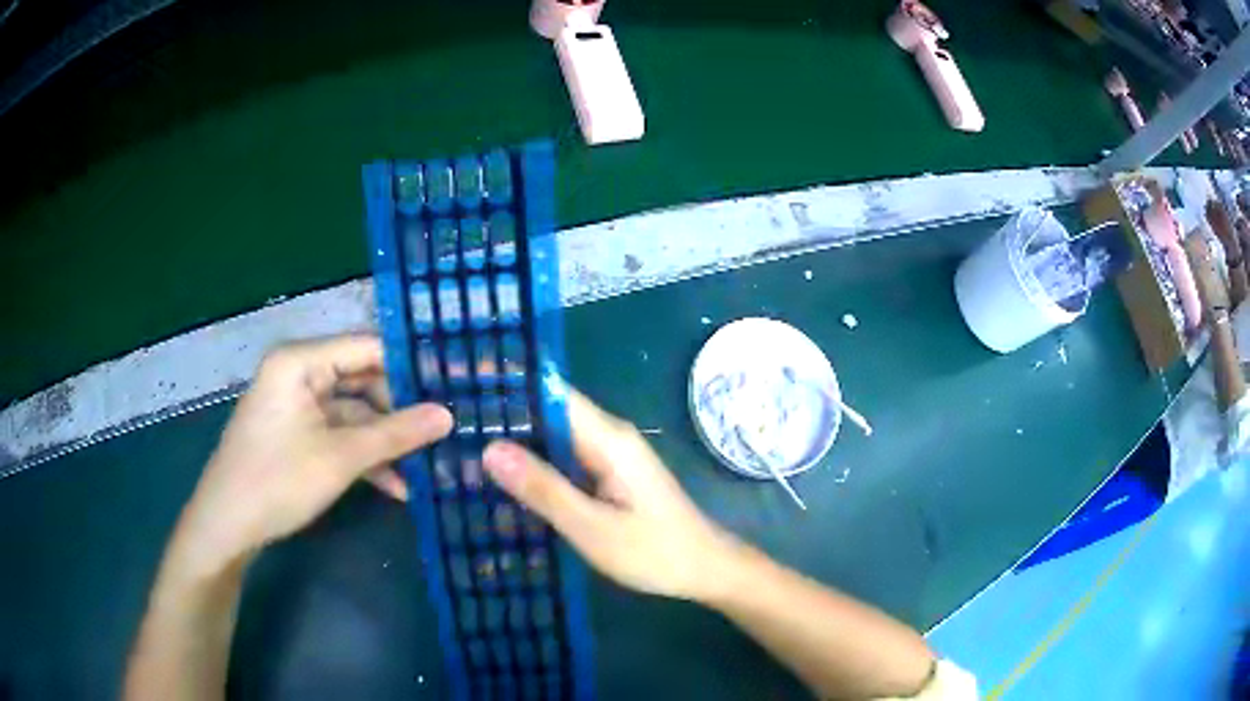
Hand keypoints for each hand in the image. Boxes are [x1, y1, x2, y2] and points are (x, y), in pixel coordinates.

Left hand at [171, 335, 451, 576]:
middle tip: (445, 431)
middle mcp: (299, 374)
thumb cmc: (278, 481)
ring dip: (386, 443)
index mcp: (300, 361)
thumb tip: (449, 416)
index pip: (366, 347)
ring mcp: (297, 406)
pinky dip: (364, 457)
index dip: (410, 366)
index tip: (452, 385)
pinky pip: (339, 435)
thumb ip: (396, 434)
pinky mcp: (297, 435)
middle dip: (400, 412)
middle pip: (362, 381)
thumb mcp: (341, 458)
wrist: (227, 527)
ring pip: (354, 414)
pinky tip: (397, 486)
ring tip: (428, 465)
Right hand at [482, 389, 735, 600]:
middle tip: (449, 422)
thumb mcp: (593, 527)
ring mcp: (609, 456)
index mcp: (607, 438)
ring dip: (515, 441)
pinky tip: (503, 478)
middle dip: (502, 415)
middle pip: (547, 412)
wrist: (706, 569)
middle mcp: (608, 436)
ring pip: (553, 437)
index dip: (507, 384)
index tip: (461, 381)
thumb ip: (543, 488)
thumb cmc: (655, 552)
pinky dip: (534, 465)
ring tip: (461, 445)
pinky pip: (564, 459)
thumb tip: (490, 449)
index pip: (550, 393)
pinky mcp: (608, 475)